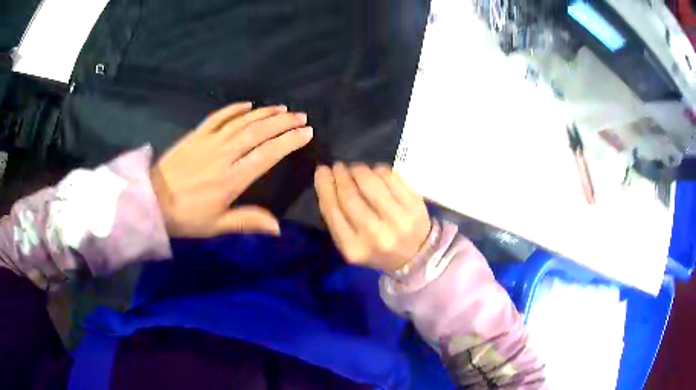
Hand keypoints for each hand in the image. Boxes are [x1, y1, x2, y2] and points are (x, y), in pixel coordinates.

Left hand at [151, 102, 312, 237]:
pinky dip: (234, 109)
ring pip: (242, 122)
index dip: (288, 142)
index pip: (267, 154)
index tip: (306, 133)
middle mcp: (225, 155)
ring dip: (264, 113)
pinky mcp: (196, 135)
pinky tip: (248, 105)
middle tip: (301, 116)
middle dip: (283, 123)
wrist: (152, 200)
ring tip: (282, 108)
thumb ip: (248, 221)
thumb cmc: (186, 217)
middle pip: (258, 133)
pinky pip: (218, 117)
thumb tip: (279, 228)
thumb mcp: (216, 225)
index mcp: (232, 179)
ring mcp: (209, 141)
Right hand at [314, 162, 430, 271]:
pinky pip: (391, 178)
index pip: (332, 211)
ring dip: (359, 170)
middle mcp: (375, 235)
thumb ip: (338, 218)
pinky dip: (379, 170)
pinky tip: (375, 171)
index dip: (324, 186)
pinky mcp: (414, 206)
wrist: (416, 255)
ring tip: (355, 168)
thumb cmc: (378, 249)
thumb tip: (327, 180)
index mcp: (354, 248)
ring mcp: (398, 220)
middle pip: (350, 196)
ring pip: (371, 184)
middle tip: (338, 166)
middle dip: (340, 176)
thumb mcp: (352, 244)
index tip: (321, 171)